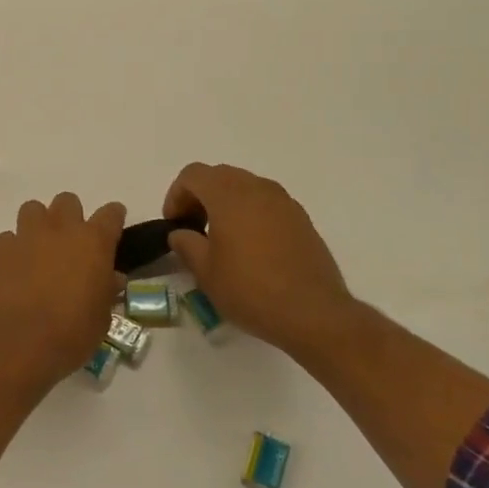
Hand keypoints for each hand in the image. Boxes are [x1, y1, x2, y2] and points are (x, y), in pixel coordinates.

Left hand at [0, 193, 126, 394]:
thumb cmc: (72, 333)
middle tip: (72, 243)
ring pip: (33, 209)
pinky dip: (15, 247)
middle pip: (68, 201)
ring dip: (40, 223)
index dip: (113, 218)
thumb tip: (110, 278)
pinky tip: (17, 267)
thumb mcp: (102, 317)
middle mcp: (61, 229)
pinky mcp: (1, 250)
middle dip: (71, 216)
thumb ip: (106, 290)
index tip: (113, 227)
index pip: (111, 214)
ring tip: (41, 248)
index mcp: (94, 242)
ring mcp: (28, 236)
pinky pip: (9, 237)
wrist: (19, 343)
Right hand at [163, 163, 353, 352]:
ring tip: (221, 237)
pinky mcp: (301, 219)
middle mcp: (257, 188)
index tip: (174, 224)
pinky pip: (266, 203)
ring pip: (245, 186)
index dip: (176, 195)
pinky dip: (250, 212)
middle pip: (219, 175)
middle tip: (193, 227)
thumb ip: (186, 244)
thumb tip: (181, 233)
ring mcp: (283, 201)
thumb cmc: (251, 290)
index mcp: (228, 195)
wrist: (314, 313)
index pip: (193, 174)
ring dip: (226, 203)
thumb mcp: (205, 272)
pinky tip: (251, 246)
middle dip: (200, 196)